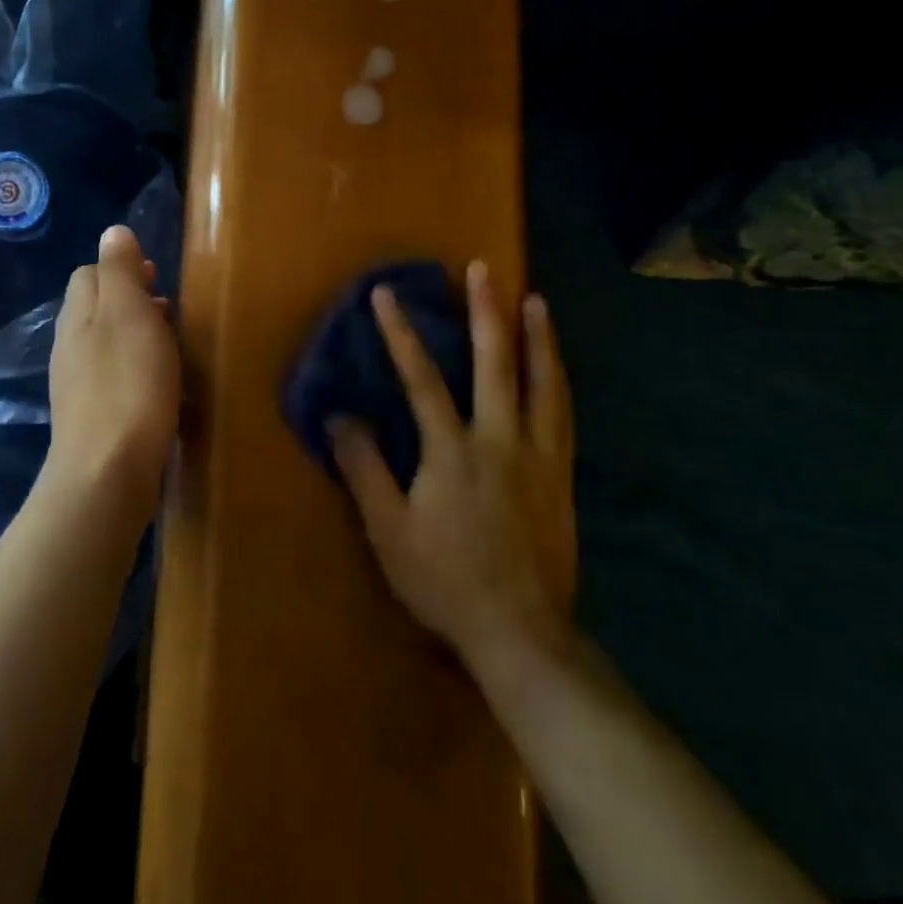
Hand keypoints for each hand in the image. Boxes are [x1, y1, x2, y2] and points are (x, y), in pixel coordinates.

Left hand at [46, 225, 180, 527]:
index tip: (157, 277)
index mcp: (78, 315)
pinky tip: (159, 385)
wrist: (107, 473)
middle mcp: (70, 345)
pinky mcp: (91, 418)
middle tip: (170, 310)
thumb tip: (113, 232)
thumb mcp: (129, 314)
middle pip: (96, 308)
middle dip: (131, 301)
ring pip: (106, 343)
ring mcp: (77, 384)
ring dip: (135, 335)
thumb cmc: (127, 384)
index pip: (90, 273)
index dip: (122, 268)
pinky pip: (113, 377)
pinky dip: (135, 369)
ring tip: (171, 345)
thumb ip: (119, 271)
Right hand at [330, 261, 576, 682]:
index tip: (386, 293)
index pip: (422, 378)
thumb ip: (363, 468)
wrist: (522, 634)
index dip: (400, 333)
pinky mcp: (561, 476)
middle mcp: (500, 440)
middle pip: (495, 363)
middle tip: (484, 269)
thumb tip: (338, 415)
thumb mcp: (388, 530)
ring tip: (536, 301)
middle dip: (486, 311)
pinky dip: (559, 381)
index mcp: (452, 450)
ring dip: (537, 337)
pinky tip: (557, 367)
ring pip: (543, 383)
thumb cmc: (445, 581)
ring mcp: (538, 456)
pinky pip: (563, 415)